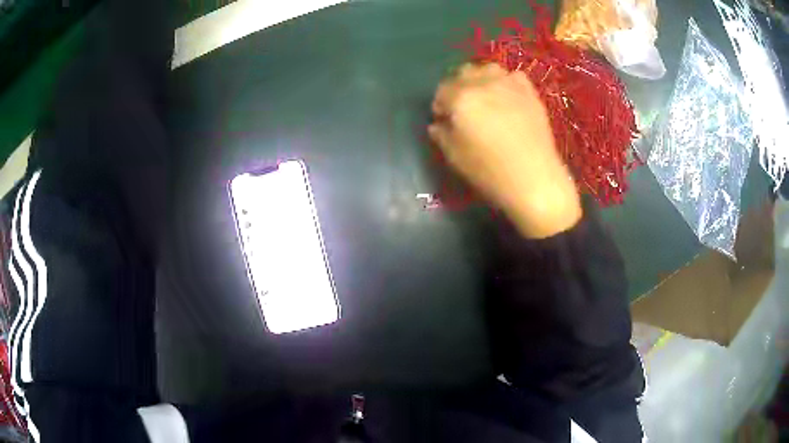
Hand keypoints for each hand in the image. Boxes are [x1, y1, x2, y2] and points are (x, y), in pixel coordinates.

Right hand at [429, 63, 581, 238]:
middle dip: (458, 87)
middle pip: (463, 73)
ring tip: (485, 98)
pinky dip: (506, 82)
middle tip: (463, 108)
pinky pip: (513, 76)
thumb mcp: (455, 157)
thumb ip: (441, 135)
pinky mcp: (529, 92)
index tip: (443, 119)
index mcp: (461, 98)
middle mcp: (483, 83)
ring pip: (488, 69)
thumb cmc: (490, 171)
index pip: (441, 91)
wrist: (534, 179)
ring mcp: (509, 84)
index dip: (440, 105)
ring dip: (481, 79)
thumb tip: (437, 124)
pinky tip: (507, 98)